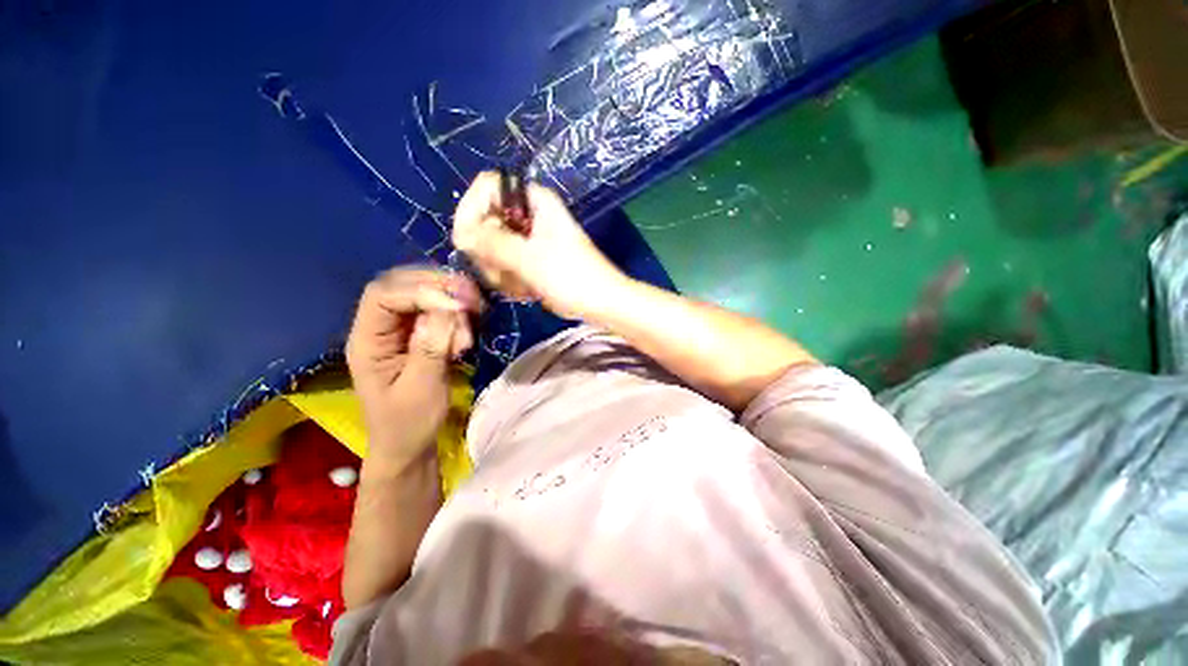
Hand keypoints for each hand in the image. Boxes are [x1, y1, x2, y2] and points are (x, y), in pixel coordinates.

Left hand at [345, 268, 482, 467]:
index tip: (457, 305)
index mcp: (367, 342)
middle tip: (471, 301)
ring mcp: (400, 330)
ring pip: (422, 295)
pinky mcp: (419, 336)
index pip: (383, 295)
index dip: (419, 291)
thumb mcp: (421, 389)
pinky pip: (438, 312)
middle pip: (401, 285)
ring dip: (451, 303)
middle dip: (438, 287)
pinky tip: (466, 337)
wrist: (409, 445)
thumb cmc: (409, 423)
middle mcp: (380, 328)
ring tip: (469, 330)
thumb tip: (446, 309)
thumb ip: (431, 347)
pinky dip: (456, 317)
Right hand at [451, 171, 626, 318]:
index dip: (472, 211)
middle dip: (490, 253)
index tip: (469, 243)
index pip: (486, 187)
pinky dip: (510, 281)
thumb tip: (460, 235)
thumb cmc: (571, 276)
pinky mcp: (529, 260)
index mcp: (533, 200)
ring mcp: (527, 239)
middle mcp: (528, 215)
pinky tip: (527, 291)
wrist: (599, 302)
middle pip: (484, 221)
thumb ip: (492, 242)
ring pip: (491, 248)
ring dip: (501, 272)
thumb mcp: (529, 258)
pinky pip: (503, 265)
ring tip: (522, 284)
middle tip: (505, 271)